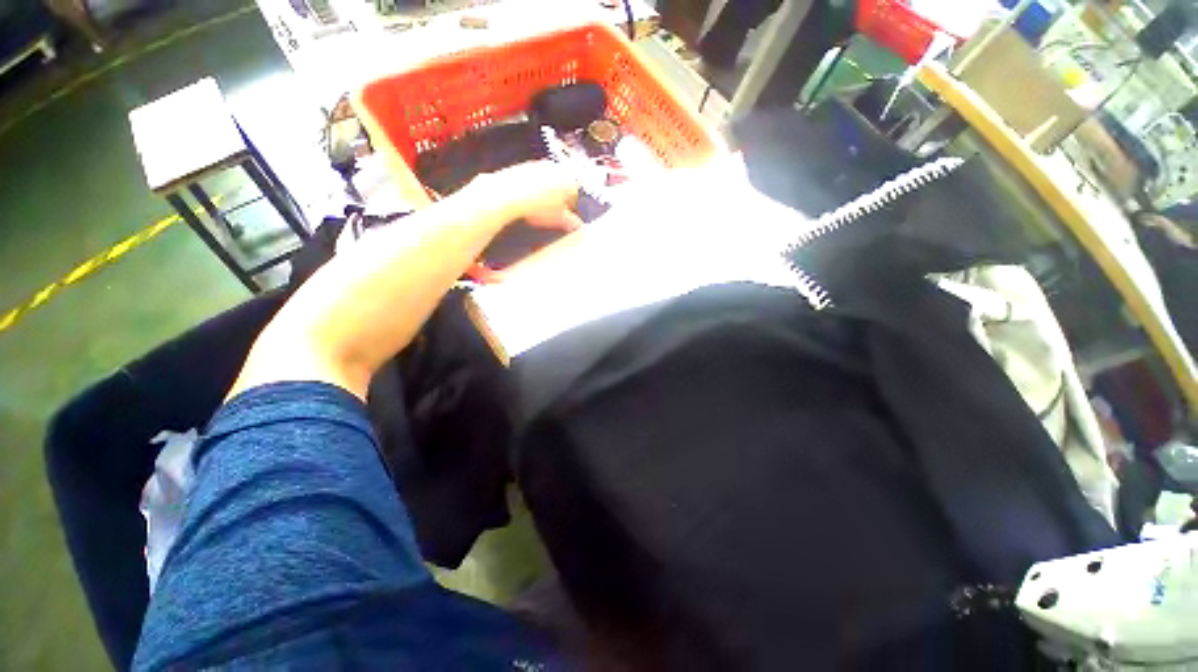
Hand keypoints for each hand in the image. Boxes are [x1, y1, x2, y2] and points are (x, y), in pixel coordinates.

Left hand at [475, 161, 583, 231]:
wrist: (511, 194)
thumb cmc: (538, 206)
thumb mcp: (558, 219)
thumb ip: (571, 222)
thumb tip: (576, 225)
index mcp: (570, 181)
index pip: (575, 196)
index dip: (570, 209)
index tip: (564, 217)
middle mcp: (557, 169)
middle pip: (561, 186)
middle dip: (558, 199)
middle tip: (552, 213)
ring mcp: (540, 166)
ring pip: (547, 182)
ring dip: (545, 194)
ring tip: (538, 209)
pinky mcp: (525, 166)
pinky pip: (533, 180)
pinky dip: (532, 189)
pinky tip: (527, 202)